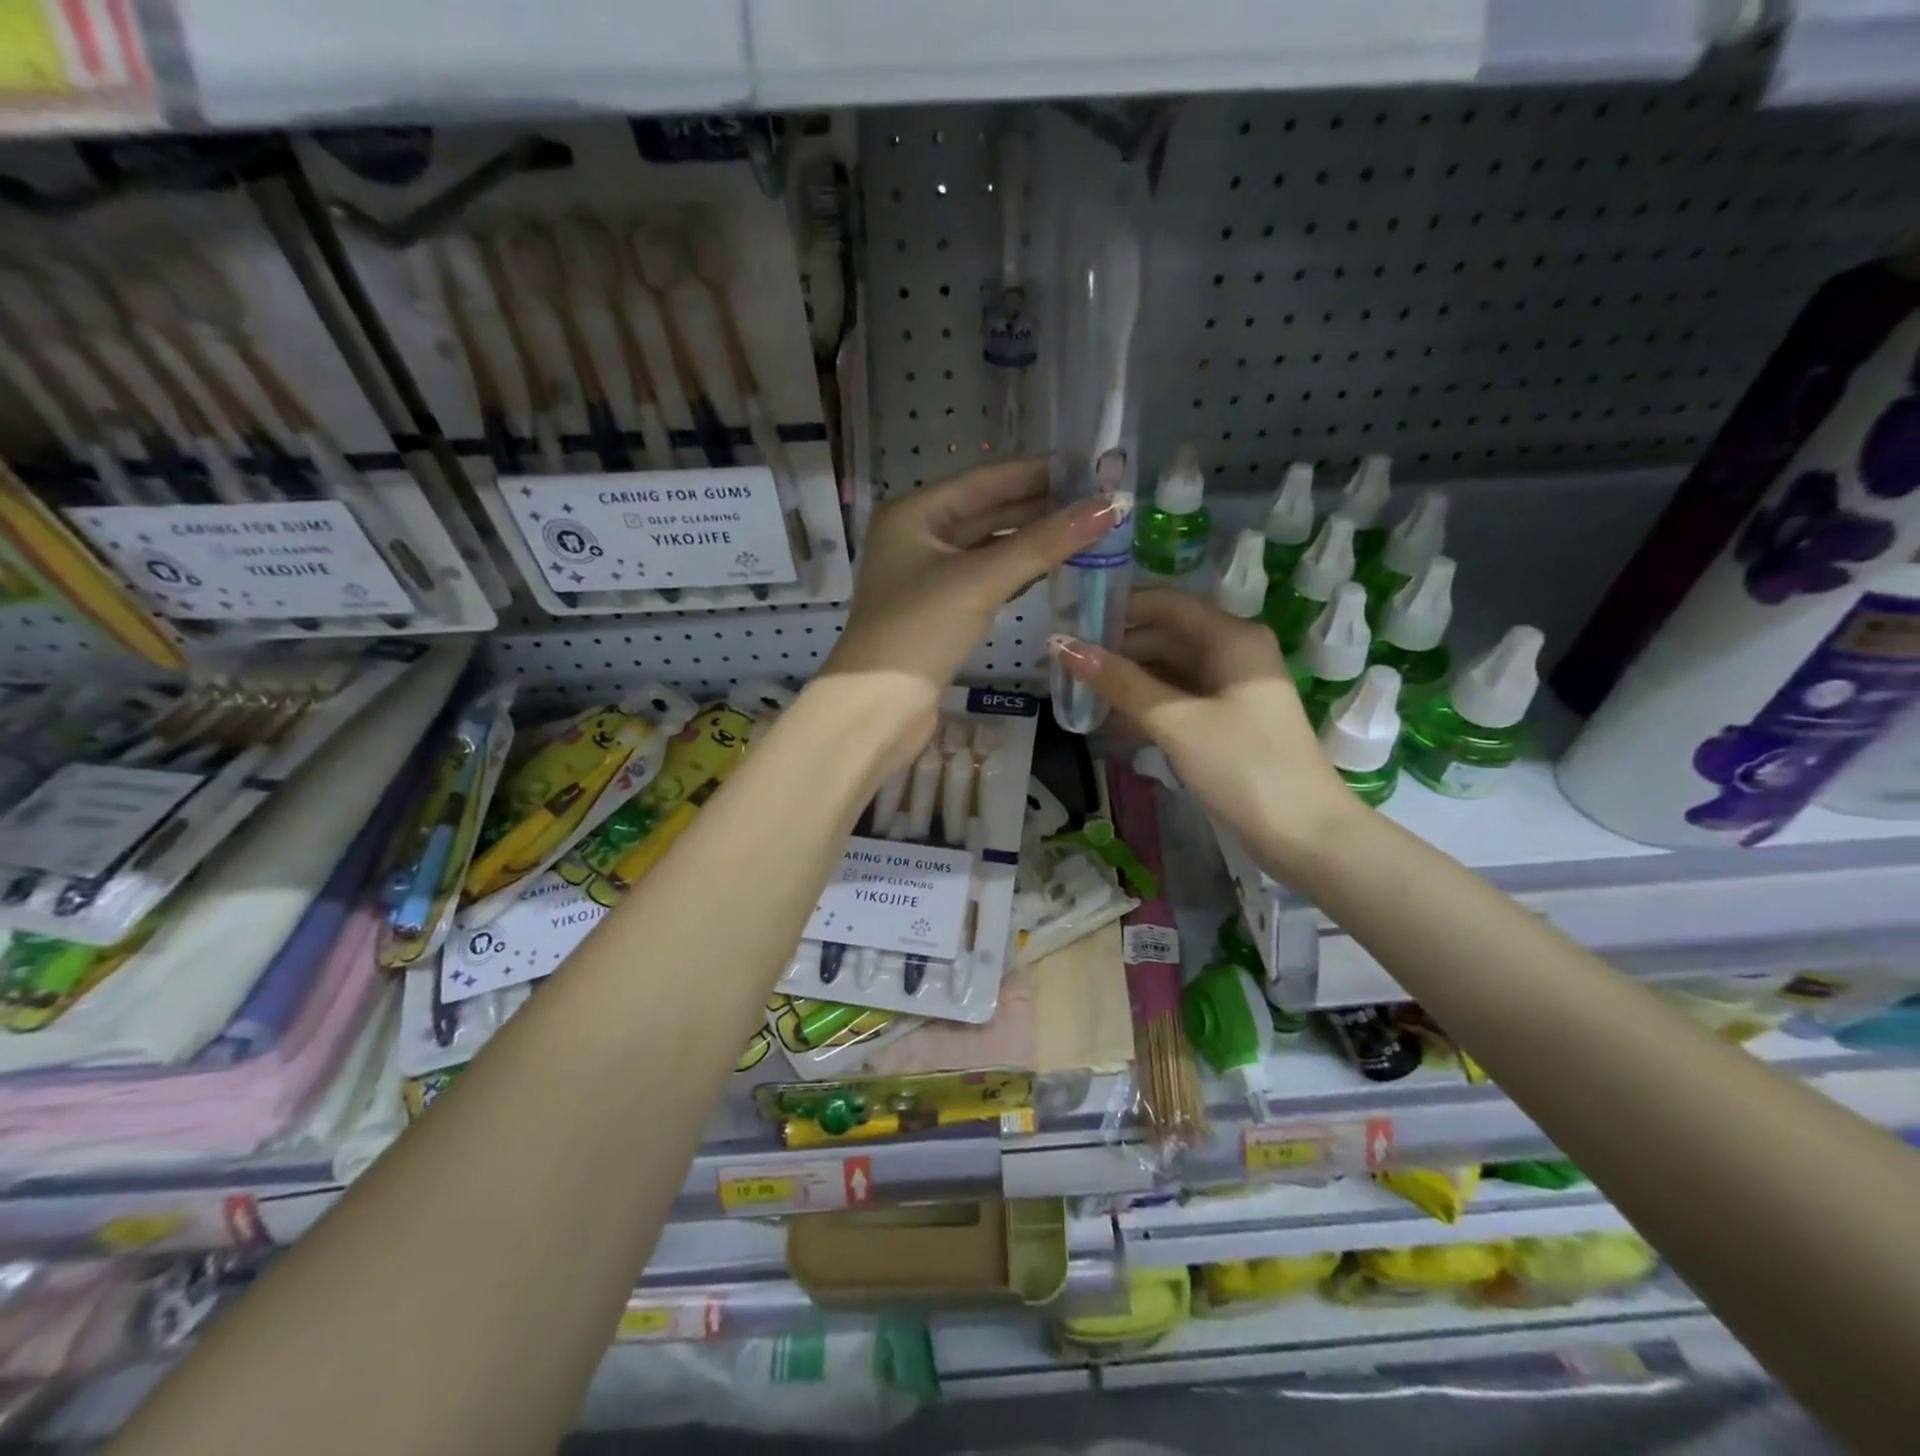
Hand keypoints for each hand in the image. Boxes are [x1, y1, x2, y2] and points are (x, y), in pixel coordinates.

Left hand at [821, 460, 1123, 755]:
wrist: (879, 706)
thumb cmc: (920, 629)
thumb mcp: (981, 580)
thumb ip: (1043, 543)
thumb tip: (1108, 507)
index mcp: (914, 514)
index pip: (985, 481)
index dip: (1037, 472)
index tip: (1087, 465)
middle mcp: (918, 537)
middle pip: (987, 512)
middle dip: (1039, 506)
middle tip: (1097, 498)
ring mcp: (927, 576)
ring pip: (988, 548)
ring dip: (1032, 540)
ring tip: (1085, 528)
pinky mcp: (940, 611)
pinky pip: (986, 579)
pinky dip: (1017, 572)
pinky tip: (1052, 567)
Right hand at [1050, 588, 1359, 862]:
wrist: (1304, 834)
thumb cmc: (1243, 766)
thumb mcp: (1176, 721)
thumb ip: (1120, 682)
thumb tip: (1063, 647)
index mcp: (1231, 637)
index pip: (1163, 604)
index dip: (1114, 609)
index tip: (1067, 623)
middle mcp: (1233, 652)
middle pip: (1164, 635)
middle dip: (1115, 648)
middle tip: (1062, 665)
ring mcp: (1231, 687)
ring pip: (1168, 669)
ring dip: (1126, 680)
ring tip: (1077, 692)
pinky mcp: (1227, 719)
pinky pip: (1178, 698)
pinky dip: (1146, 705)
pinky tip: (1110, 720)